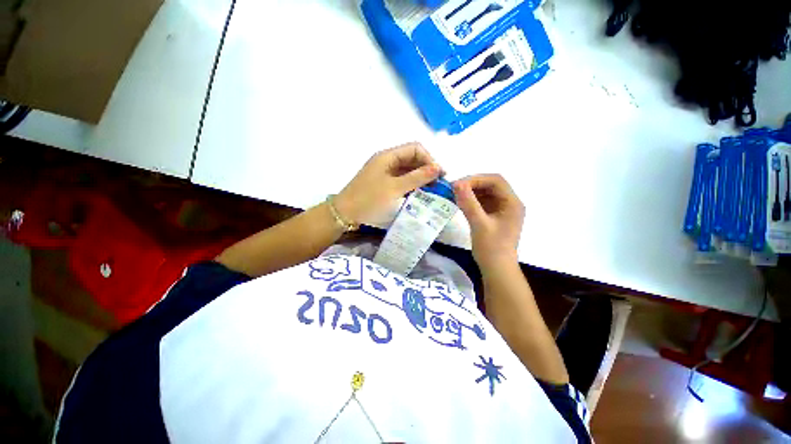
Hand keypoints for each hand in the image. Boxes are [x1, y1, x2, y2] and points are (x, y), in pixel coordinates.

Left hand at [335, 143, 442, 224]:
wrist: (344, 214)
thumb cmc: (369, 199)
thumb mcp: (395, 188)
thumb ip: (417, 177)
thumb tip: (438, 168)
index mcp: (388, 156)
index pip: (415, 149)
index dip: (429, 159)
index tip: (439, 176)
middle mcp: (387, 161)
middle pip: (412, 159)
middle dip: (426, 169)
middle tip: (437, 186)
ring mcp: (384, 172)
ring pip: (407, 170)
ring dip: (419, 179)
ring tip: (430, 192)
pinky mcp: (383, 183)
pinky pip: (401, 180)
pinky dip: (411, 185)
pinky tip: (417, 195)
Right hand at [453, 174, 524, 266]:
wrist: (496, 269)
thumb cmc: (491, 248)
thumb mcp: (479, 224)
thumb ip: (469, 203)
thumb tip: (457, 184)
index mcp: (512, 203)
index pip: (496, 181)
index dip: (476, 179)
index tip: (458, 184)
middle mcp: (509, 203)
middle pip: (491, 185)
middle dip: (472, 185)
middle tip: (454, 188)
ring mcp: (502, 210)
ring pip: (485, 193)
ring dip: (470, 192)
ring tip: (454, 194)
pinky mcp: (494, 216)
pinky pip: (482, 202)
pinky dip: (471, 201)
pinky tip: (460, 202)